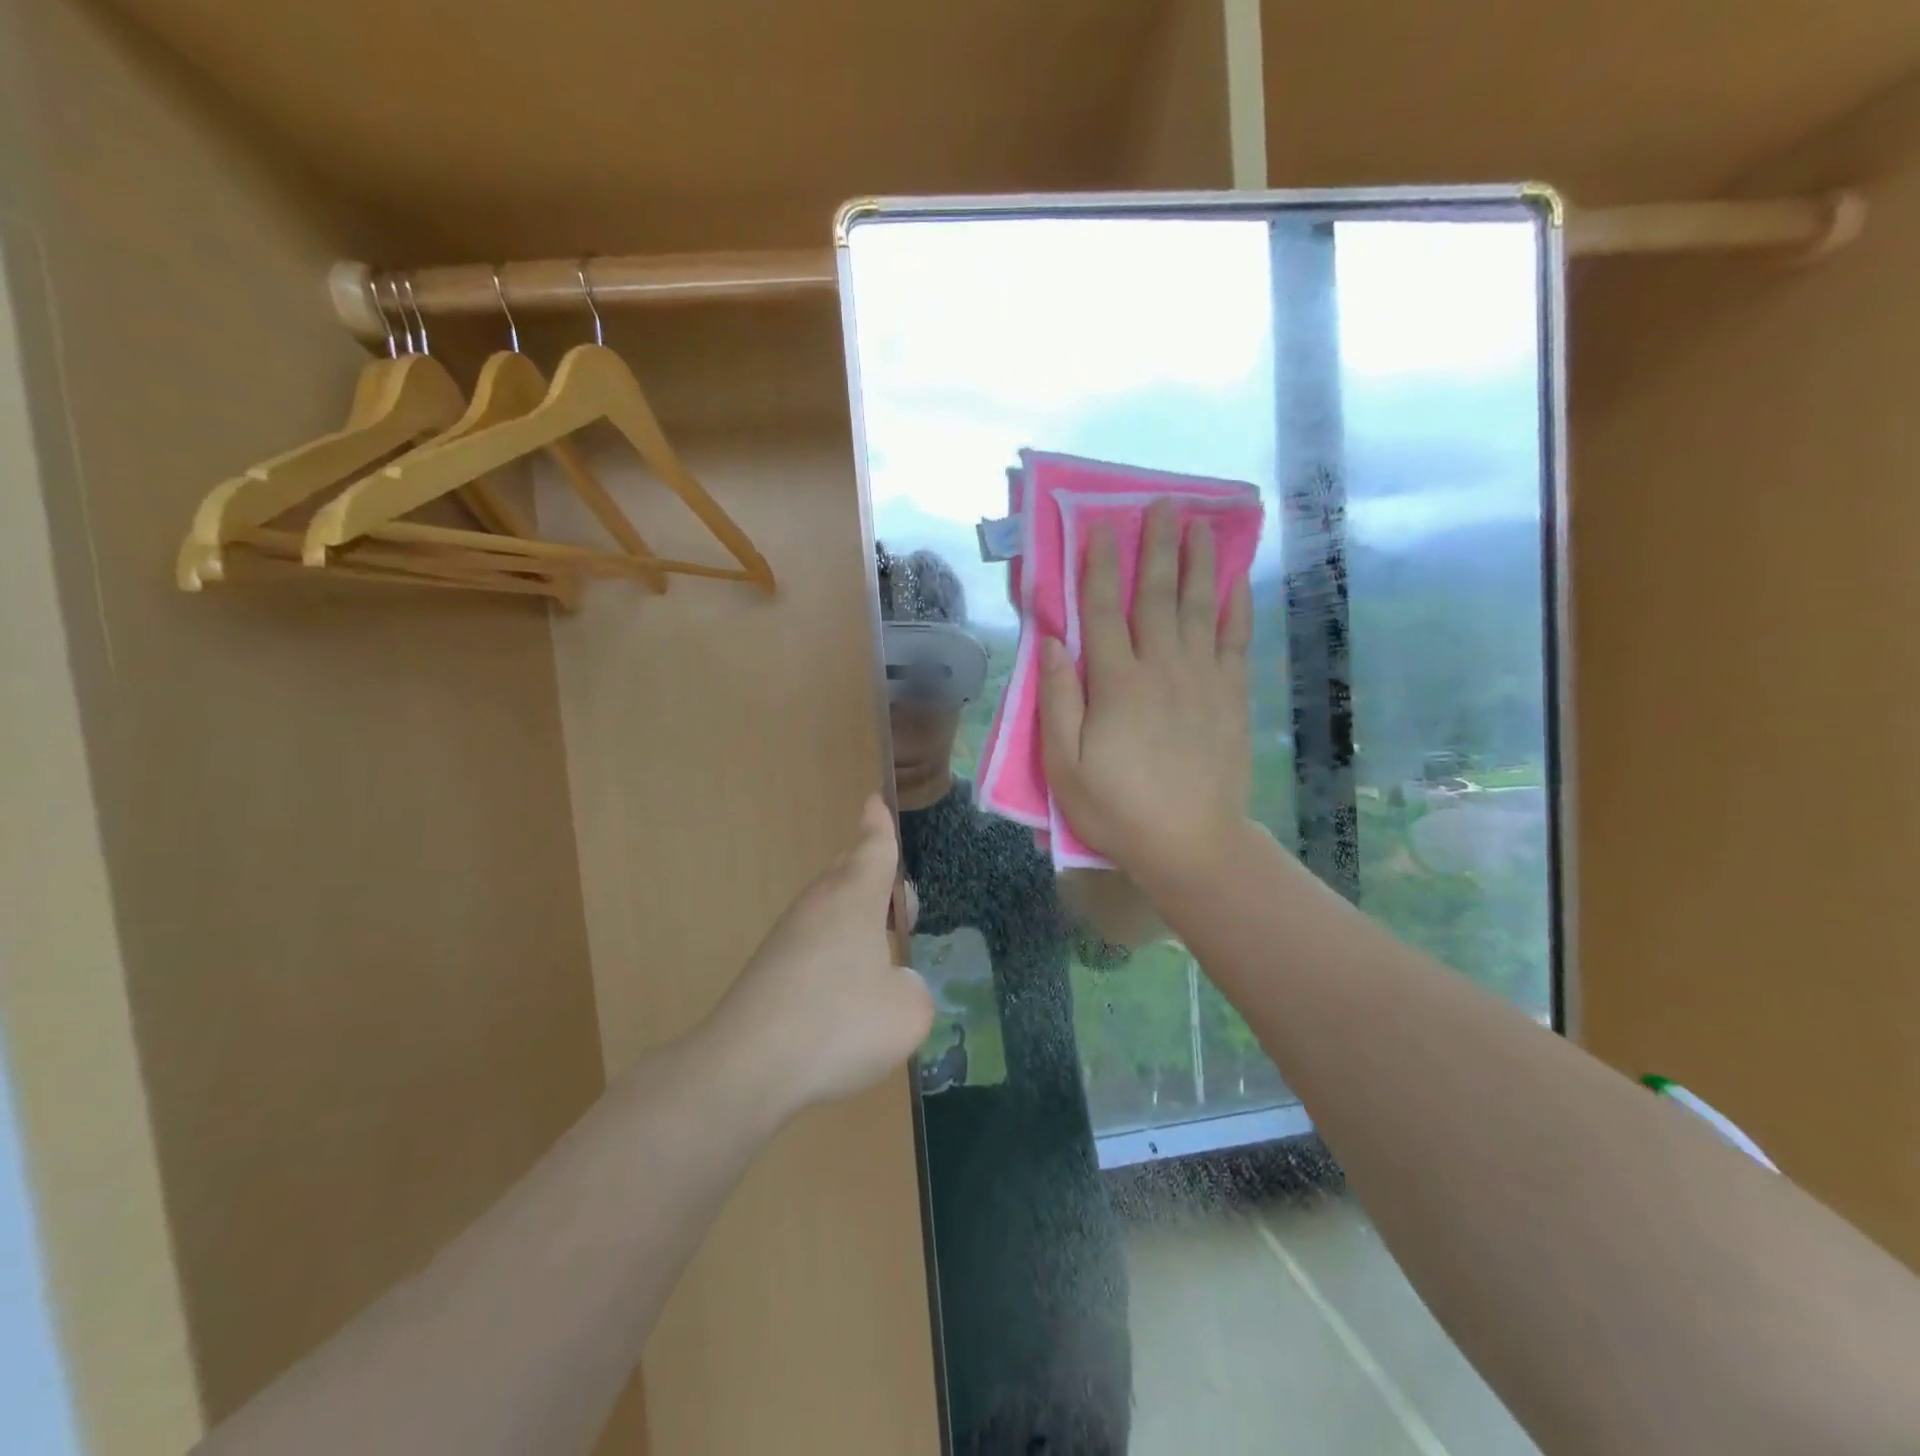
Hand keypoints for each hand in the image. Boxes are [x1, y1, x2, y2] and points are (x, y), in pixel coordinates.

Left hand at [709, 796, 933, 1118]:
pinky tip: (842, 994)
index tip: (874, 801)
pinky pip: (811, 944)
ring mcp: (787, 936)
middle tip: (895, 898)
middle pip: (848, 873)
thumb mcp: (908, 1012)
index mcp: (855, 898)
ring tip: (877, 950)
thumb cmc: (838, 1024)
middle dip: (872, 874)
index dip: (879, 826)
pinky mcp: (768, 970)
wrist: (746, 1067)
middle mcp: (819, 906)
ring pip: (828, 909)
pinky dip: (833, 954)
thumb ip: (913, 989)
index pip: (874, 848)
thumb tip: (895, 984)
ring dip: (854, 919)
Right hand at [1039, 501, 1252, 891]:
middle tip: (1160, 504)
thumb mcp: (1065, 765)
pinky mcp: (1232, 696)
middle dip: (1155, 546)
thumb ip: (1058, 700)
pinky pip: (1235, 640)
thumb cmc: (1117, 809)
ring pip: (1199, 606)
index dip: (1098, 565)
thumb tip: (1051, 640)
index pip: (1101, 610)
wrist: (1192, 844)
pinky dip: (1236, 606)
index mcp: (1116, 683)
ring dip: (1197, 562)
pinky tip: (1235, 581)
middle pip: (1156, 595)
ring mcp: (1203, 679)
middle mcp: (1162, 667)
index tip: (1099, 526)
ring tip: (1199, 524)